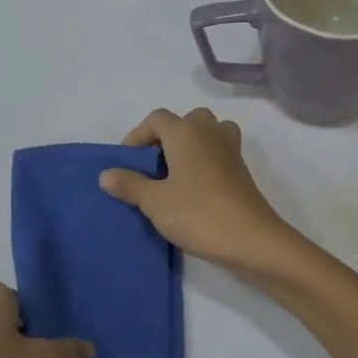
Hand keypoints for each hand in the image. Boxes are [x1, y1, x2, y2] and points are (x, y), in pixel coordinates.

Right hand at [99, 108, 304, 275]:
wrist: (251, 239)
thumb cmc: (197, 213)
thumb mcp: (154, 202)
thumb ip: (129, 184)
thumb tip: (106, 174)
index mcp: (186, 131)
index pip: (156, 119)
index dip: (137, 136)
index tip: (127, 163)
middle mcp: (210, 132)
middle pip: (185, 121)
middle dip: (165, 138)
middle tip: (152, 166)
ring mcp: (230, 150)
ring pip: (206, 133)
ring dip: (189, 146)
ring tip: (174, 174)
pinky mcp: (242, 170)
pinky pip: (218, 152)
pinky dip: (204, 161)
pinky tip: (194, 189)